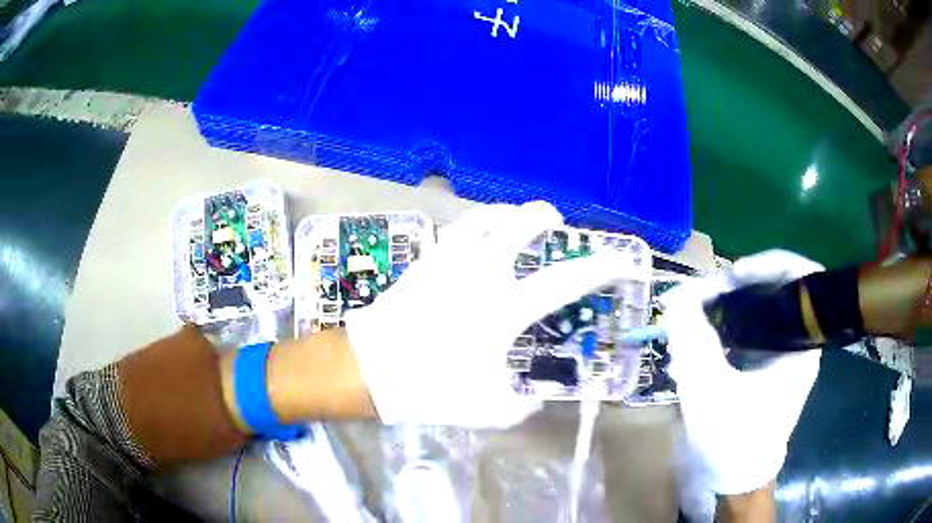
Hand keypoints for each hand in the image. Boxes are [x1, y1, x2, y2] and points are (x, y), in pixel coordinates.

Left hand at [344, 202, 629, 427]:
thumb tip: (533, 400)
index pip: (564, 281)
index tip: (618, 260)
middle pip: (521, 225)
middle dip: (545, 217)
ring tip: (518, 217)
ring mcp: (450, 261)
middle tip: (558, 222)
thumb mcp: (487, 409)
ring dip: (509, 212)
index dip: (598, 267)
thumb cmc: (429, 387)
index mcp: (503, 309)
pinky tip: (479, 231)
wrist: (370, 369)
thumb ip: (521, 406)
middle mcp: (482, 274)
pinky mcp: (426, 260)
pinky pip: (458, 228)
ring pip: (485, 216)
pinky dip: (477, 222)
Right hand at [660, 250, 823, 497]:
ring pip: (759, 310)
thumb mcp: (709, 390)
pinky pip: (749, 330)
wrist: (736, 478)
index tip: (732, 276)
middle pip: (774, 289)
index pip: (801, 275)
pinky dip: (724, 329)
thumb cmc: (733, 439)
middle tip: (701, 299)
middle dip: (735, 290)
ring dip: (725, 310)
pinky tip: (697, 344)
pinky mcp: (769, 364)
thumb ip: (693, 339)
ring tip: (692, 323)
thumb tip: (678, 297)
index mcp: (802, 344)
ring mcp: (784, 352)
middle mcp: (798, 341)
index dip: (768, 264)